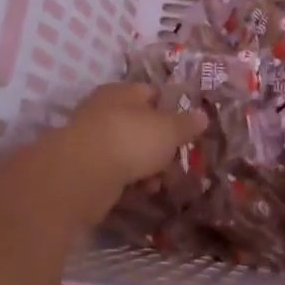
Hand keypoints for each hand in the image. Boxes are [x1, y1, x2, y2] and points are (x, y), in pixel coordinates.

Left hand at [53, 82, 206, 191]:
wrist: (82, 175)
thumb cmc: (130, 139)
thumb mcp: (169, 130)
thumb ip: (187, 124)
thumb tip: (202, 115)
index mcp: (123, 92)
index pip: (151, 94)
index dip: (171, 111)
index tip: (186, 131)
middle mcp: (104, 110)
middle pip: (141, 126)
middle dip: (160, 147)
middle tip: (174, 163)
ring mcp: (92, 140)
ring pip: (128, 152)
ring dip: (146, 168)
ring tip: (157, 184)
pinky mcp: (84, 168)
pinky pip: (115, 173)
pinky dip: (128, 182)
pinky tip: (138, 193)